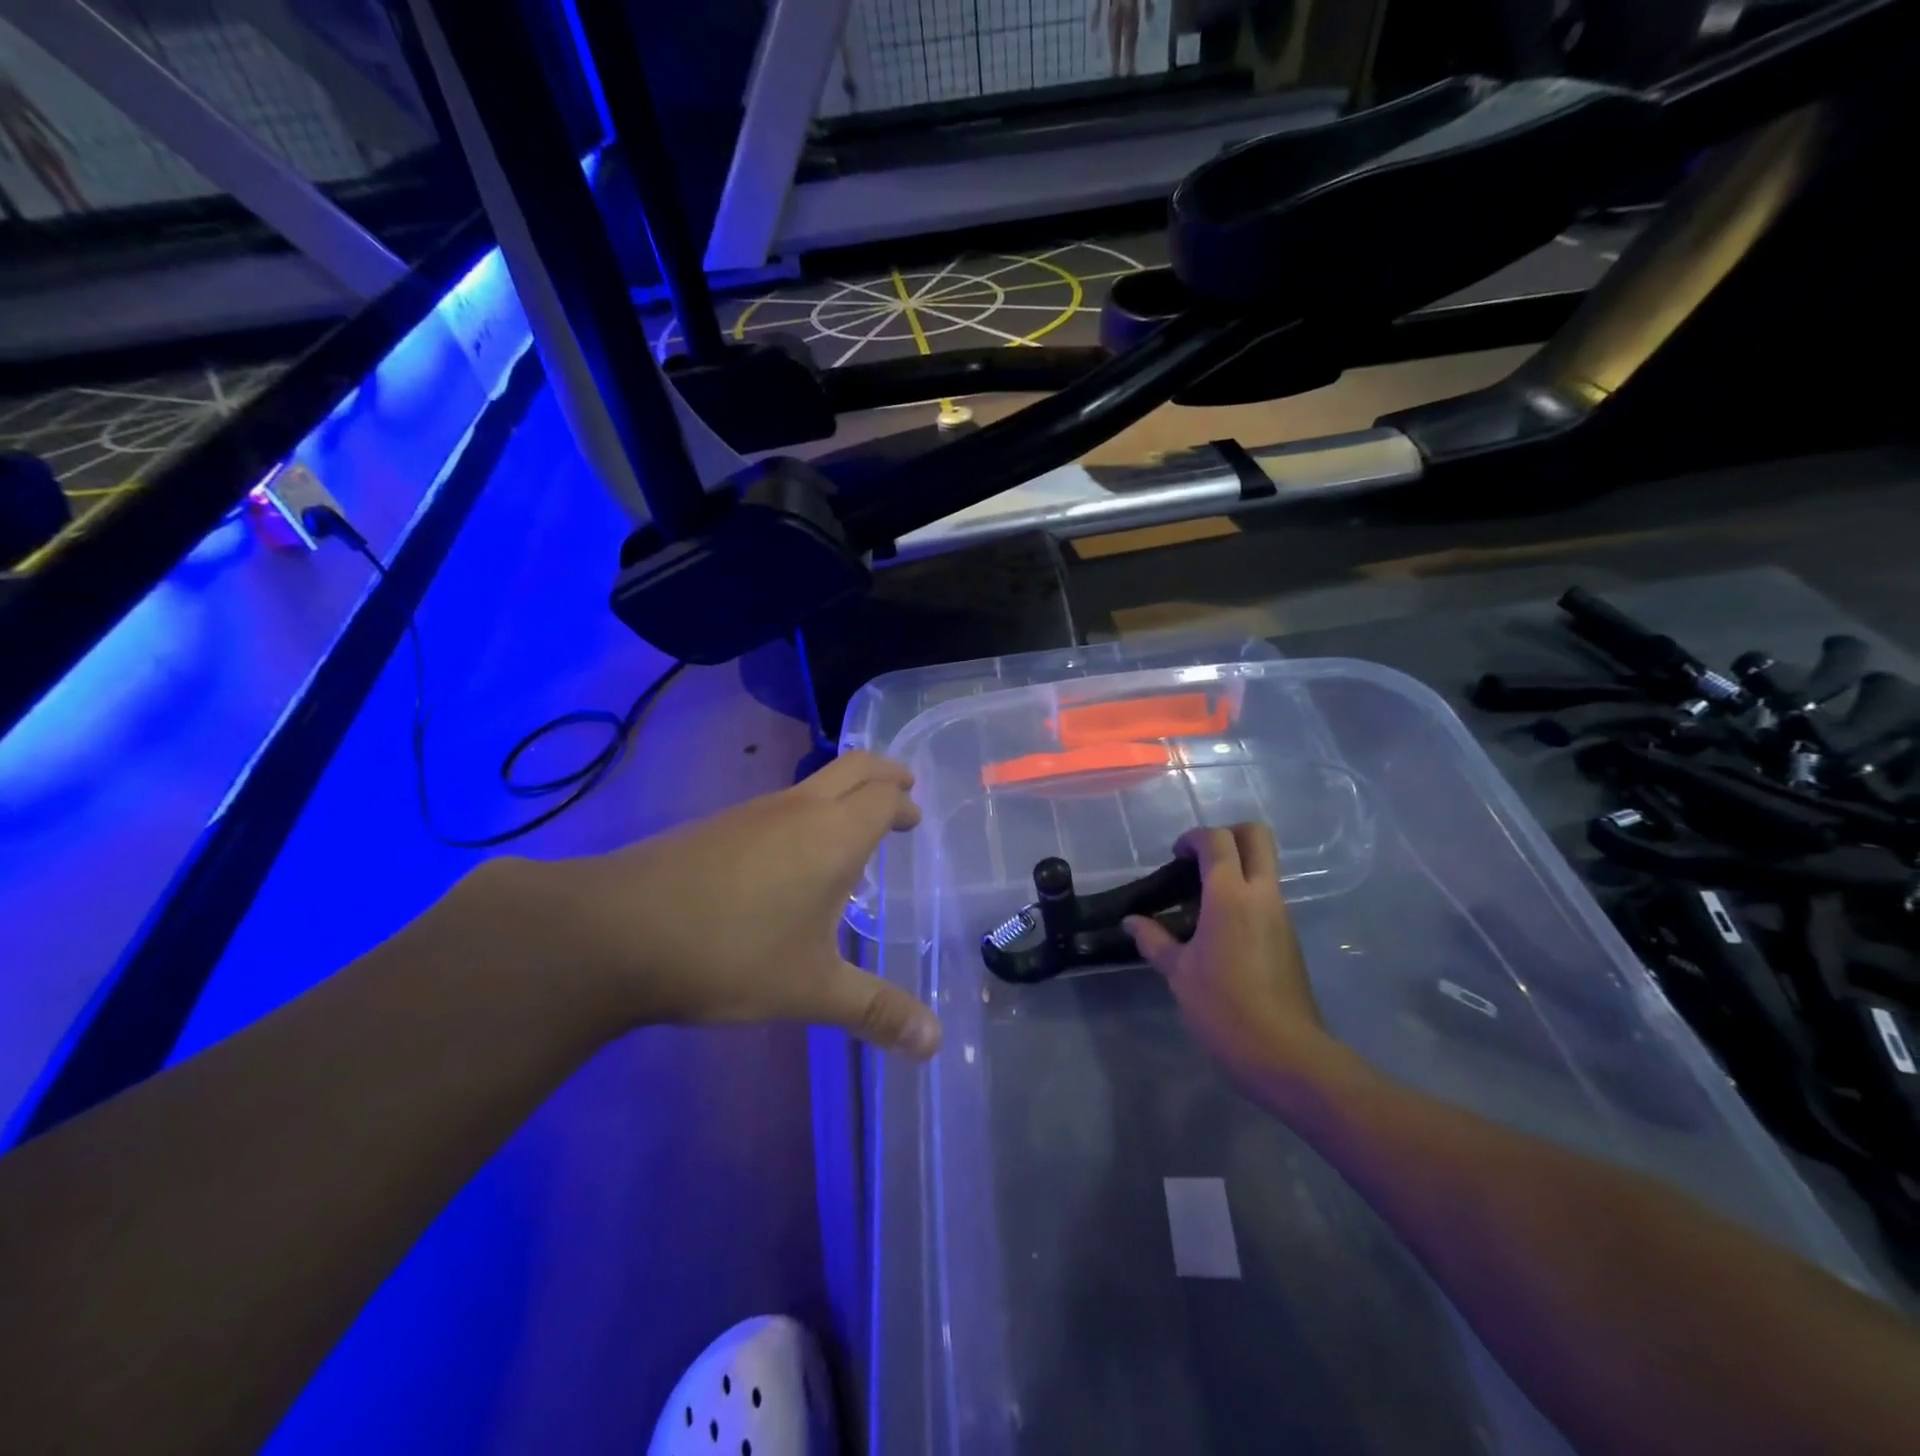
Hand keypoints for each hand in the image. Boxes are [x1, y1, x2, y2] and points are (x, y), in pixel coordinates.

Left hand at [475, 753, 941, 1057]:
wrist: (615, 932)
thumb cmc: (731, 953)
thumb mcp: (811, 990)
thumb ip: (876, 1012)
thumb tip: (935, 1044)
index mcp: (834, 834)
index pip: (884, 795)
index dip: (904, 801)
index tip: (915, 818)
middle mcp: (799, 809)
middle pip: (854, 766)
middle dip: (884, 774)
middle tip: (903, 791)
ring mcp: (753, 812)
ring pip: (813, 783)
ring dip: (842, 794)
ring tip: (852, 835)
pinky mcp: (717, 826)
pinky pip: (780, 804)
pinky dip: (806, 813)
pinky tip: (792, 861)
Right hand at [1125, 824, 1334, 1085]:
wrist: (1285, 1053)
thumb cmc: (1223, 1007)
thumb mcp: (1178, 973)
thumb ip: (1154, 940)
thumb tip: (1131, 922)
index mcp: (1230, 896)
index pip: (1217, 841)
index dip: (1193, 838)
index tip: (1174, 856)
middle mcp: (1262, 894)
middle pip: (1256, 835)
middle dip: (1227, 834)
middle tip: (1199, 859)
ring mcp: (1281, 913)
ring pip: (1265, 865)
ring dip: (1237, 866)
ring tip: (1202, 898)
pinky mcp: (1289, 935)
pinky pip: (1267, 895)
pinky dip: (1245, 893)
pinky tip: (1219, 928)